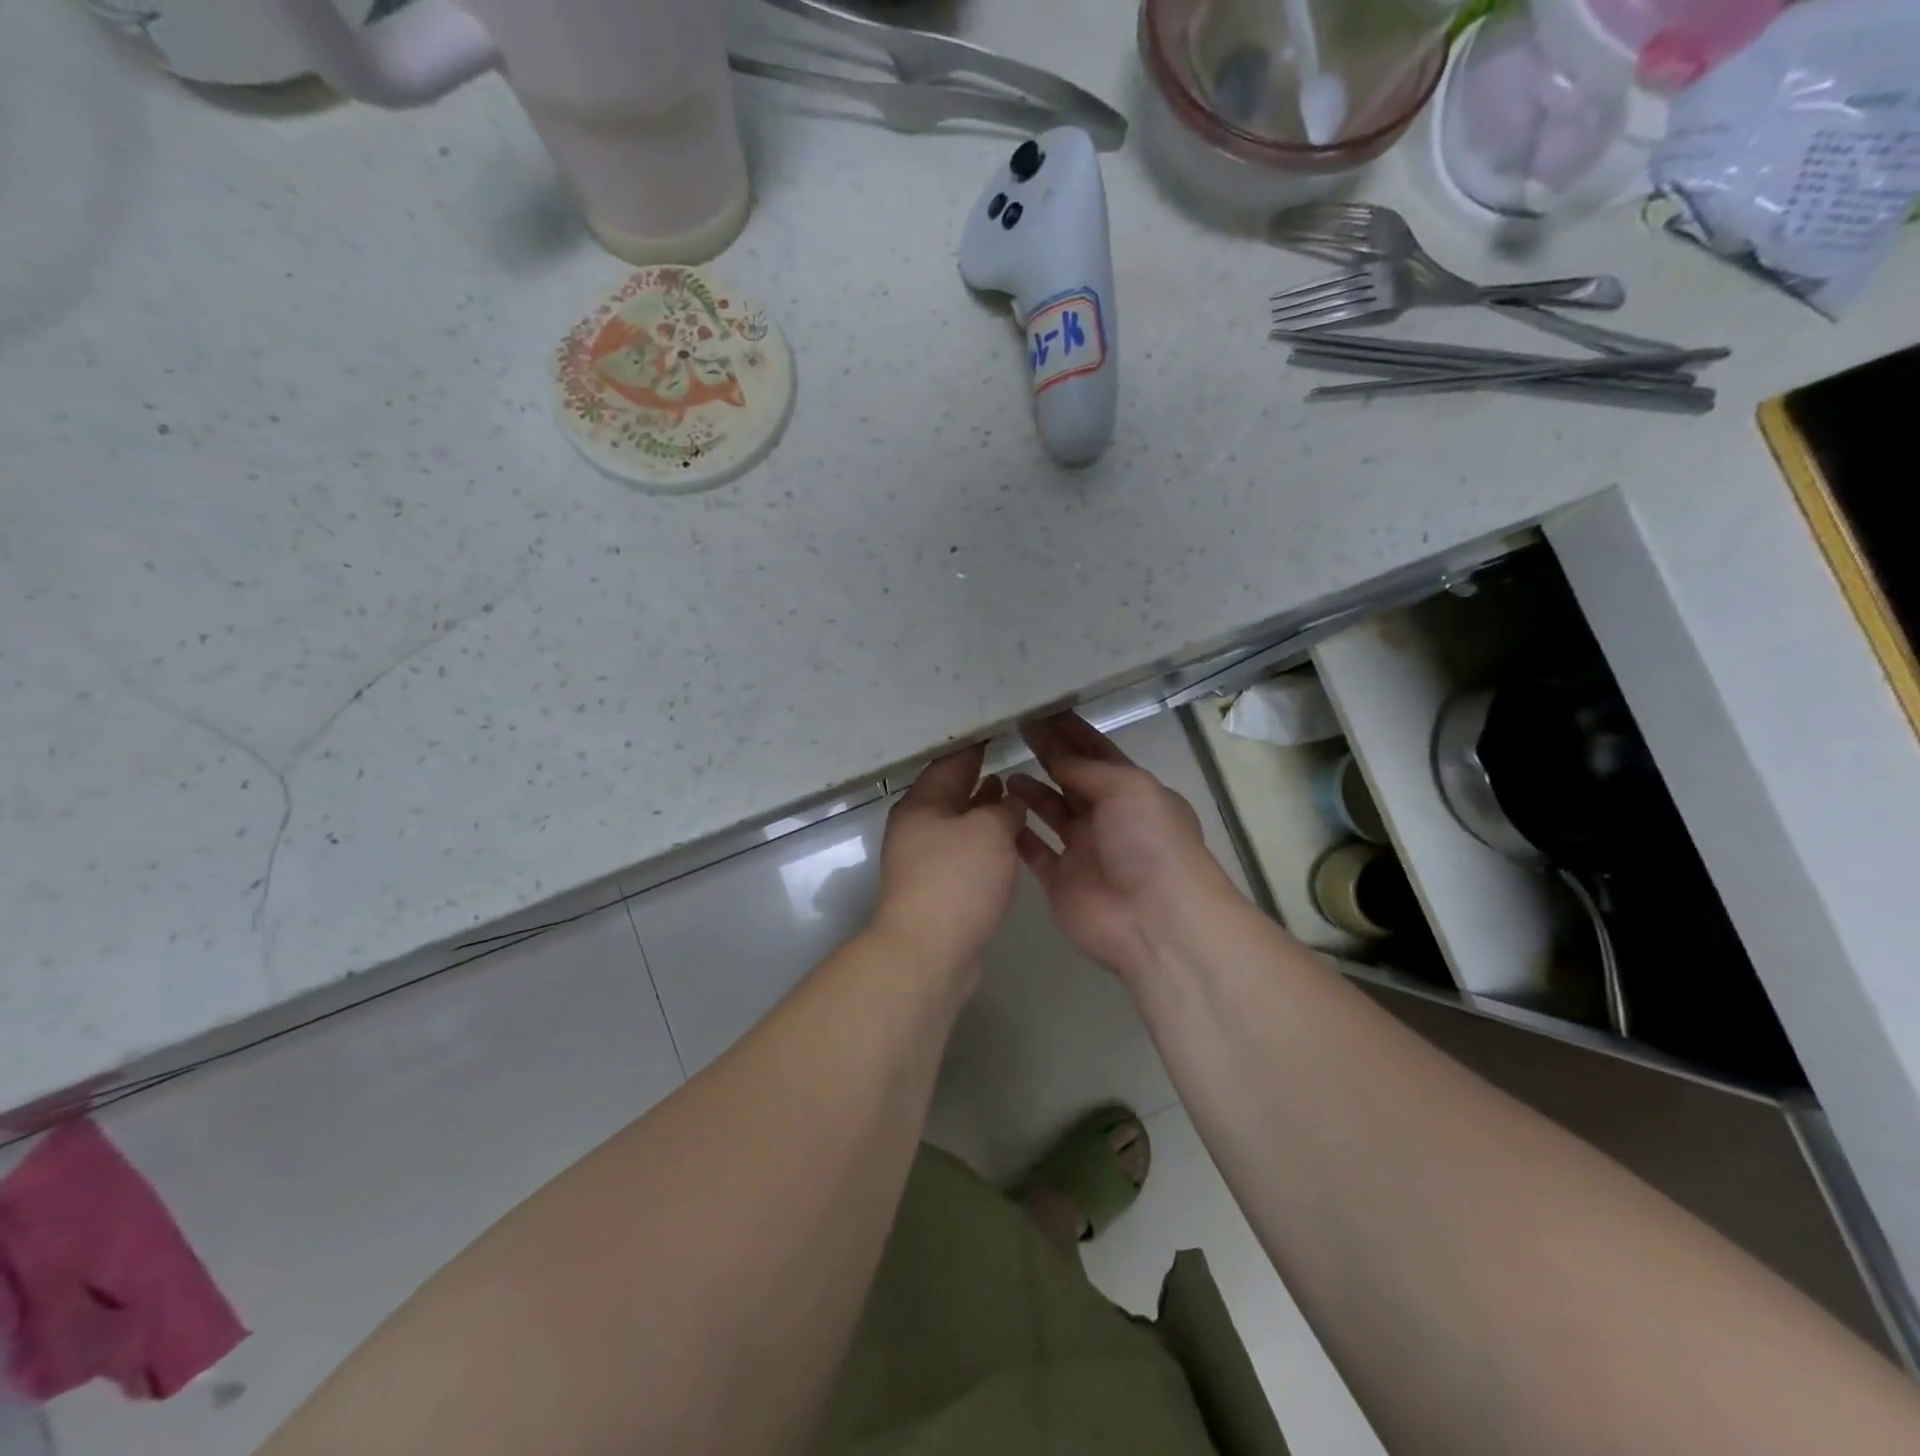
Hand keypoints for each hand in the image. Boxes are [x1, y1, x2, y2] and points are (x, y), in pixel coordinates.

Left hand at [873, 745, 1024, 976]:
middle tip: (1008, 756)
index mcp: (921, 804)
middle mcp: (916, 827)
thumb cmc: (957, 879)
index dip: (974, 747)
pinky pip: (963, 851)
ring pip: (957, 822)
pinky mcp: (936, 888)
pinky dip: (982, 839)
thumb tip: (1009, 800)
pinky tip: (1005, 840)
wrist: (928, 951)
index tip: (997, 731)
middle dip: (977, 777)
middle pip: (949, 792)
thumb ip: (1004, 808)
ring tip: (1010, 792)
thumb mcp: (989, 831)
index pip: (949, 763)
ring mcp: (923, 860)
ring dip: (982, 808)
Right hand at [1008, 714, 1234, 980]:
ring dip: (1031, 792)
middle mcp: (1108, 818)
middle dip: (1047, 754)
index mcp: (1133, 792)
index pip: (1097, 753)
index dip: (1070, 732)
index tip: (1039, 710)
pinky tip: (997, 813)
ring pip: (1051, 813)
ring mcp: (1084, 851)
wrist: (1156, 921)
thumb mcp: (1127, 788)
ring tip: (1002, 773)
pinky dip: (1018, 834)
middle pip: (1071, 779)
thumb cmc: (1149, 843)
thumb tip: (1055, 752)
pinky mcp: (1061, 881)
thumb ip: (1086, 769)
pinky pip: (1034, 851)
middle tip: (1013, 731)